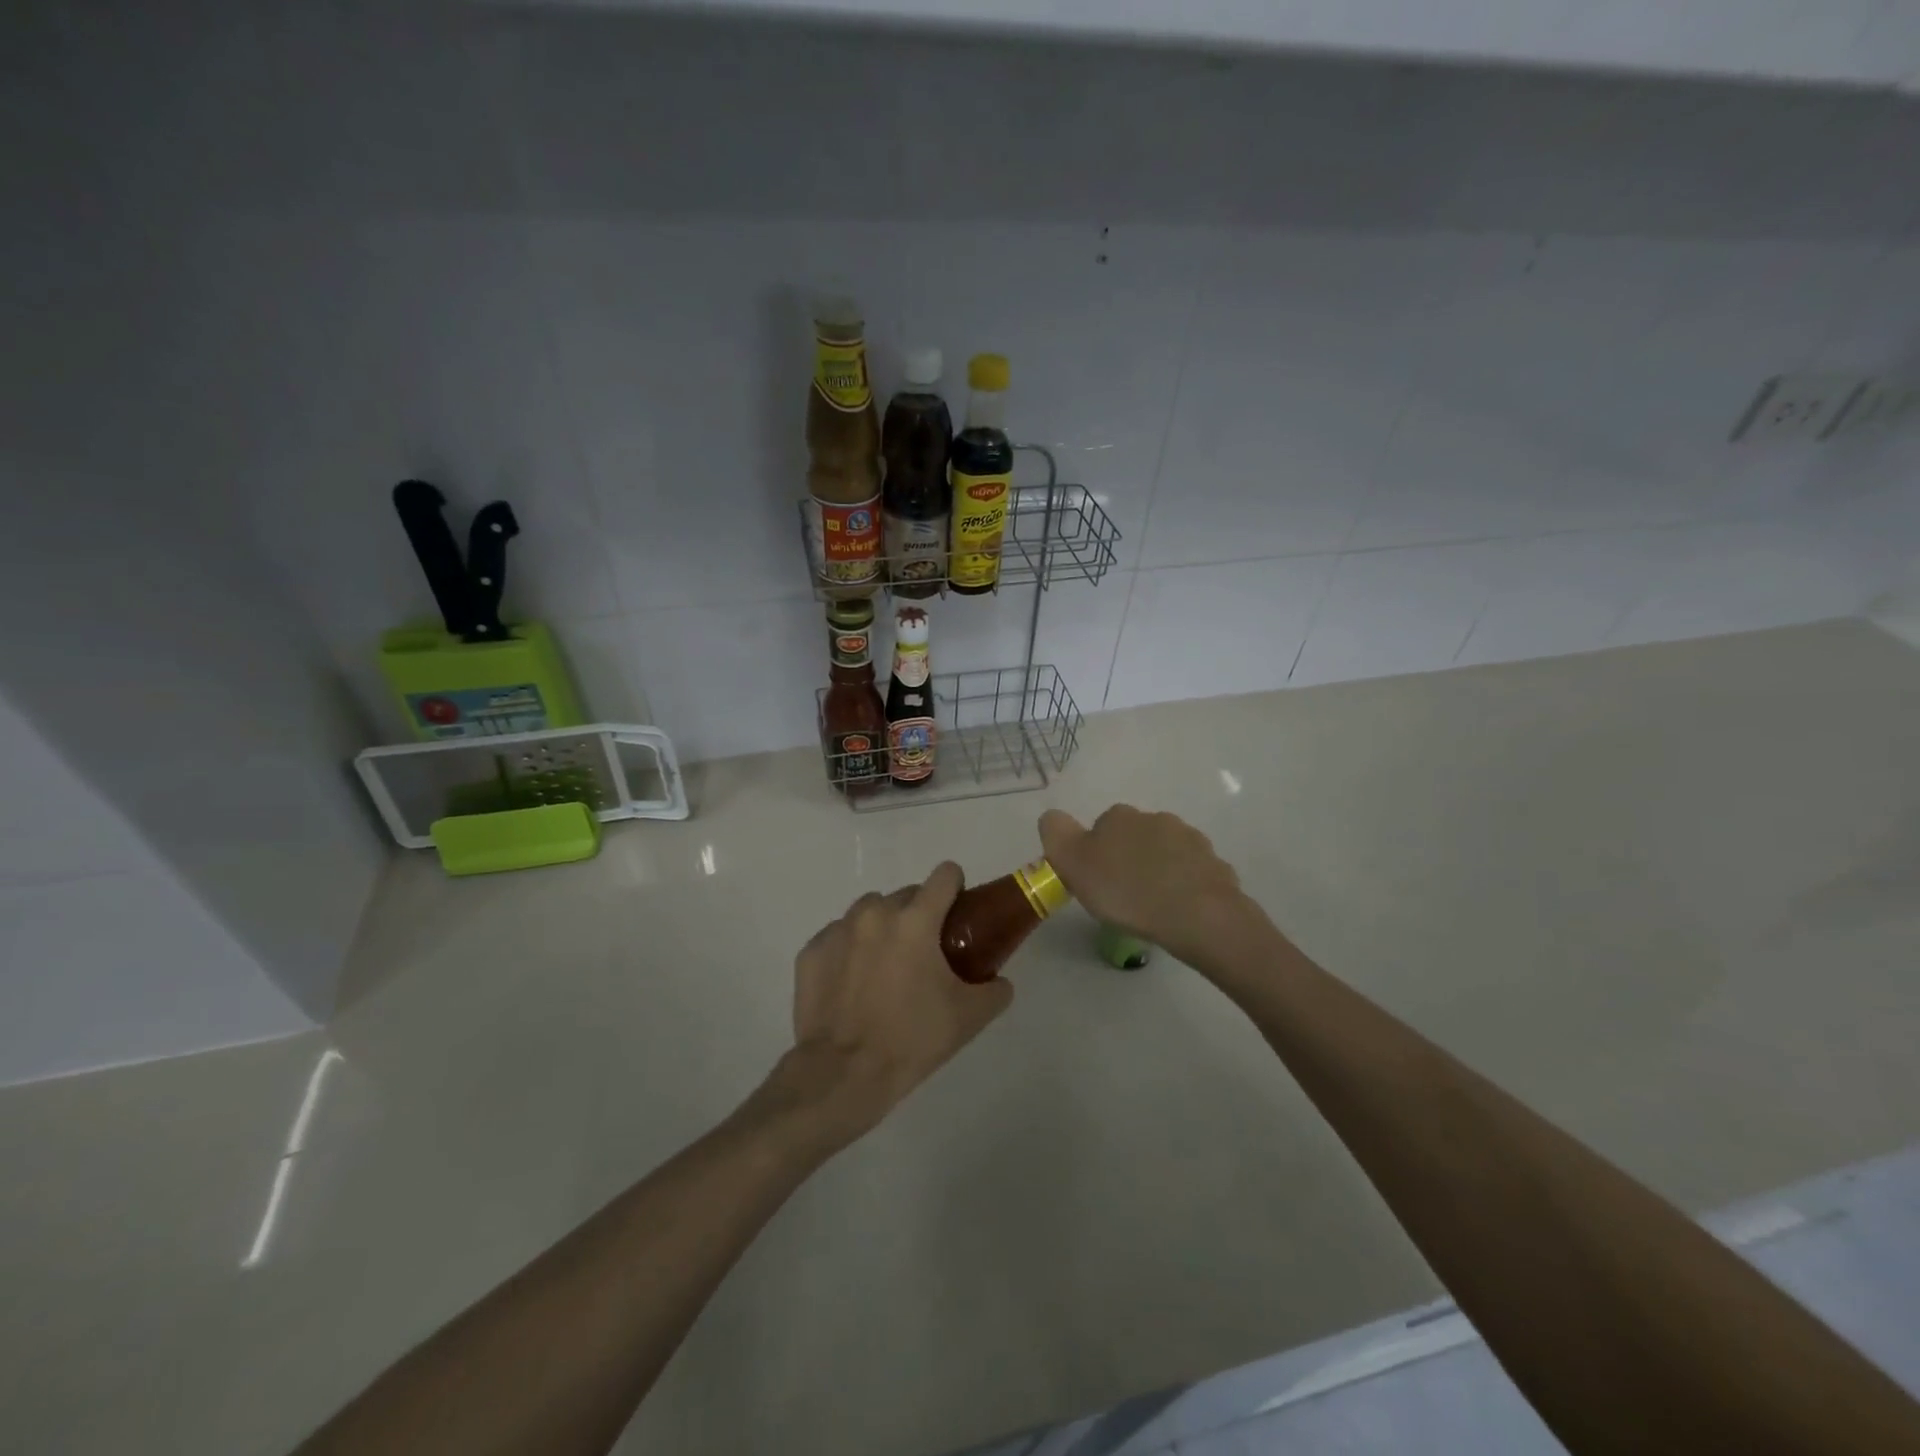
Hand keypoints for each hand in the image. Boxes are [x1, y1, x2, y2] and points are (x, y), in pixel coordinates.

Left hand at [764, 863, 1013, 1149]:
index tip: (957, 914)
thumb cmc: (912, 1039)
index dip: (955, 888)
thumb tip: (999, 981)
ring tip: (885, 969)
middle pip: (906, 895)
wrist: (844, 1074)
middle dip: (918, 917)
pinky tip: (853, 985)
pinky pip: (838, 937)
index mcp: (916, 920)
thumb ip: (994, 990)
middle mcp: (875, 913)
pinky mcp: (811, 951)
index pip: (944, 875)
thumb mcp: (969, 1017)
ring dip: (882, 929)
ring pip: (869, 912)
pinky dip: (849, 951)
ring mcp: (838, 930)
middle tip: (924, 956)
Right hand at [1039, 805, 1248, 964]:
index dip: (1095, 854)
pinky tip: (1179, 911)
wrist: (1196, 914)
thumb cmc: (1125, 890)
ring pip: (1165, 853)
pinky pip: (1192, 873)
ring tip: (1153, 907)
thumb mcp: (1072, 863)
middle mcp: (1155, 818)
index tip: (1097, 882)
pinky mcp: (1215, 864)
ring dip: (1158, 871)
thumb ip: (1056, 833)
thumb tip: (1052, 816)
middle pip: (1134, 837)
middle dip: (1129, 859)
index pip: (1100, 828)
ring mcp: (1190, 839)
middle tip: (1123, 896)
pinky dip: (1184, 886)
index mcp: (1119, 817)